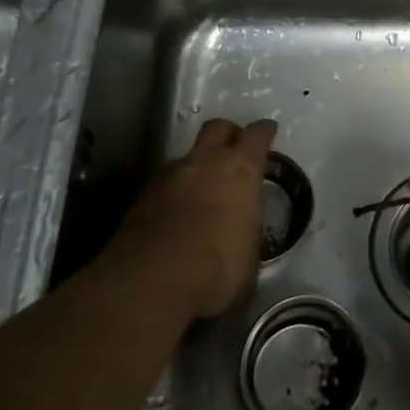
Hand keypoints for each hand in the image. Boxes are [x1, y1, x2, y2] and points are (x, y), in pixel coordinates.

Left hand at [116, 118, 274, 319]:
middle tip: (233, 150)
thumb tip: (243, 245)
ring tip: (200, 192)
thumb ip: (247, 238)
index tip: (268, 130)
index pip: (257, 134)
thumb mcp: (250, 260)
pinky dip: (171, 193)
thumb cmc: (217, 269)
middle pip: (217, 127)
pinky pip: (162, 184)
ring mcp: (168, 177)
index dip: (264, 131)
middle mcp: (205, 162)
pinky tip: (173, 216)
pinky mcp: (140, 198)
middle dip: (227, 134)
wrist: (151, 282)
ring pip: (186, 157)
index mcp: (240, 170)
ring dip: (196, 168)